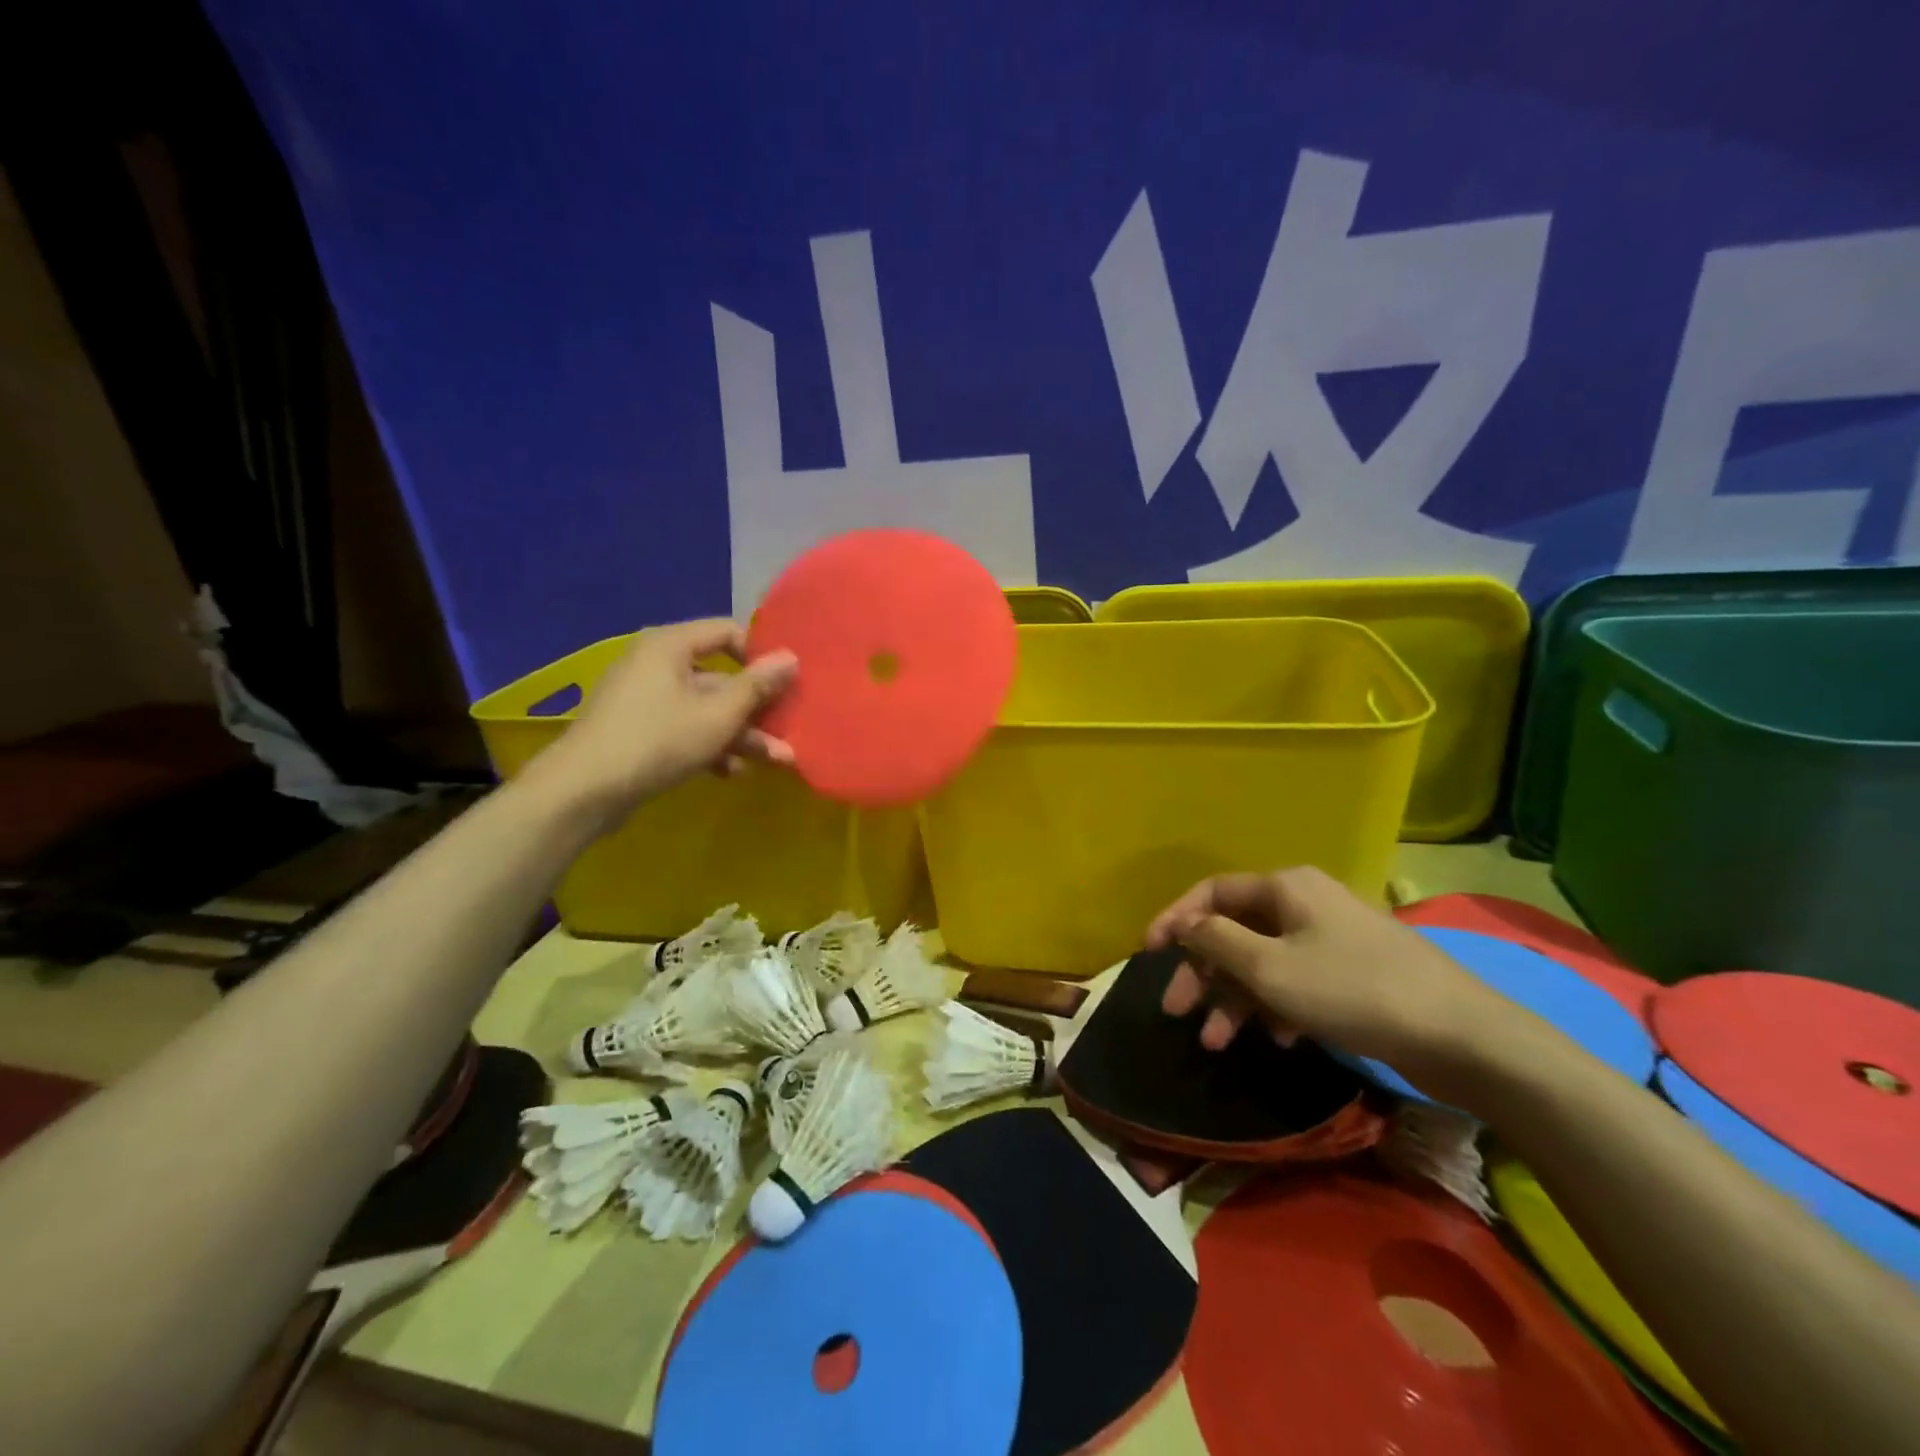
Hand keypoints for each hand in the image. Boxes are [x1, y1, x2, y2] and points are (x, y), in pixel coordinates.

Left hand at [526, 619, 796, 830]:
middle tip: (787, 730)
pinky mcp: (637, 729)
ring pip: (704, 708)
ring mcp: (643, 697)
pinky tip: (729, 772)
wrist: (584, 790)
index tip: (785, 682)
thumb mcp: (718, 714)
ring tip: (773, 761)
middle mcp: (655, 663)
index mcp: (670, 645)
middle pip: (719, 678)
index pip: (727, 632)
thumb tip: (792, 657)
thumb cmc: (658, 740)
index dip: (760, 654)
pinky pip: (682, 727)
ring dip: (739, 733)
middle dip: (756, 709)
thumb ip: (758, 686)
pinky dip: (708, 745)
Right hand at [1146, 866, 1533, 1101]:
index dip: (1175, 920)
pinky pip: (1295, 982)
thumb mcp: (1270, 968)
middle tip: (1177, 1011)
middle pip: (1234, 930)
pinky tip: (1278, 1039)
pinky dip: (1275, 1007)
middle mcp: (1304, 903)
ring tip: (1217, 1043)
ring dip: (1234, 999)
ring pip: (1262, 962)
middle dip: (1202, 972)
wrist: (1463, 1037)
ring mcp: (1330, 939)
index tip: (1147, 954)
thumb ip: (1217, 942)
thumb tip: (1186, 925)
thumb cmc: (1353, 990)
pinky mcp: (1351, 974)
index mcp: (1285, 887)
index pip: (1211, 893)